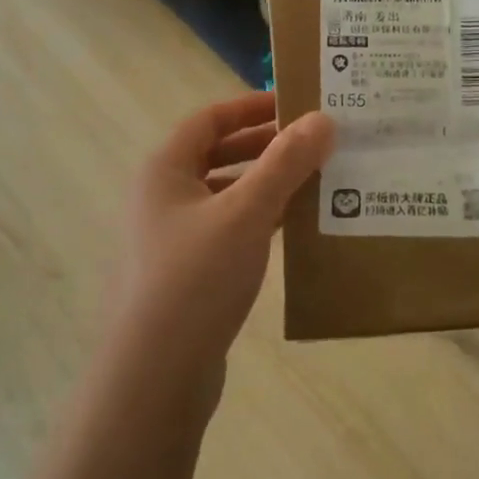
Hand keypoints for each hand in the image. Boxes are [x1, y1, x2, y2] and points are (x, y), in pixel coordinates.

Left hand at [107, 92, 332, 393]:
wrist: (156, 374)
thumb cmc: (196, 278)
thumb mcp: (246, 212)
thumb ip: (285, 163)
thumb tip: (322, 119)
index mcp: (164, 170)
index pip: (210, 119)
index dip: (252, 106)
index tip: (297, 105)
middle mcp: (162, 196)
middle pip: (217, 155)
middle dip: (264, 146)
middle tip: (314, 143)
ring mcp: (172, 237)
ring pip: (225, 194)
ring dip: (265, 185)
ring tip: (314, 182)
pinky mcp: (187, 272)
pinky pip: (228, 230)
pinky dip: (258, 221)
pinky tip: (292, 228)